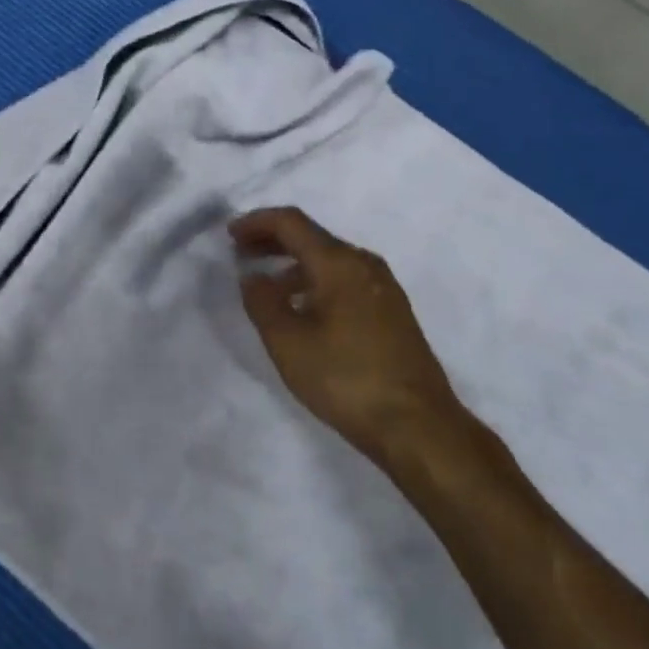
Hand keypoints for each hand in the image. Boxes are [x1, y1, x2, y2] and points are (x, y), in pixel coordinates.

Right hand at [232, 207, 463, 457]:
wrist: (418, 426)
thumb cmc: (345, 378)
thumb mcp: (287, 342)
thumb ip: (262, 302)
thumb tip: (252, 277)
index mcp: (339, 263)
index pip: (292, 223)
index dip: (257, 222)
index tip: (230, 235)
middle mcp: (364, 265)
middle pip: (312, 237)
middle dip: (272, 240)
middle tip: (241, 253)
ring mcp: (383, 288)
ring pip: (330, 260)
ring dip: (293, 264)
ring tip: (266, 286)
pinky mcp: (392, 312)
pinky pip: (345, 280)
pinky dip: (315, 281)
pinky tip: (302, 309)